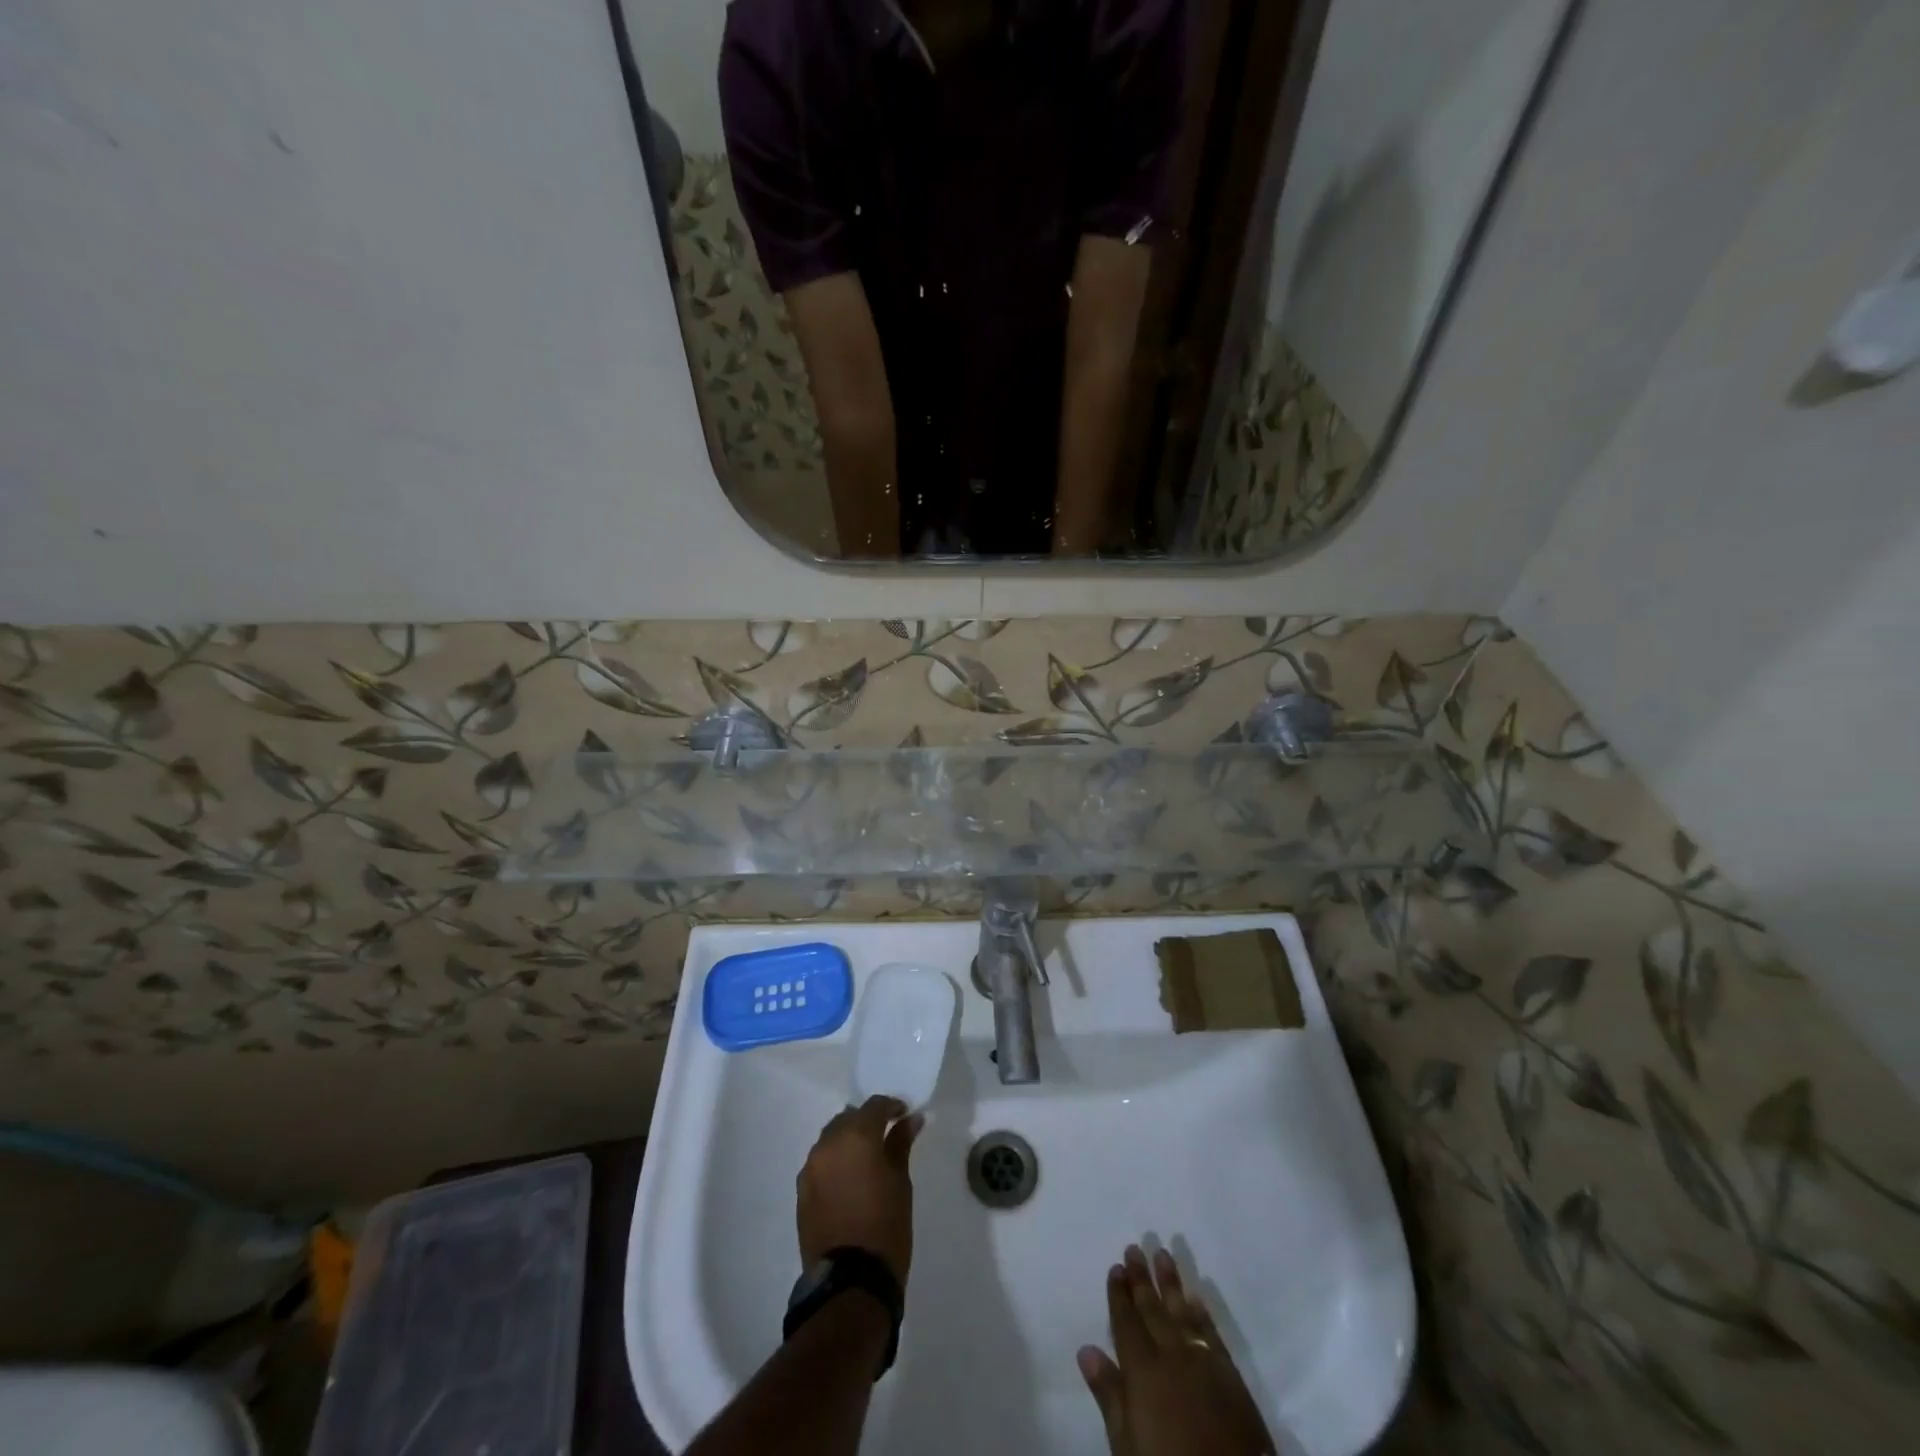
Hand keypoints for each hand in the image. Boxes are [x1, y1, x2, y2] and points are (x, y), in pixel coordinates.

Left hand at [797, 1096, 922, 1288]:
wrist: (851, 1282)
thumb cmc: (886, 1226)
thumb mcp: (901, 1182)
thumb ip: (901, 1144)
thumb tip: (910, 1120)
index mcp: (855, 1137)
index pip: (874, 1106)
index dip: (891, 1107)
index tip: (904, 1116)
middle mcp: (827, 1144)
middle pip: (848, 1118)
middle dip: (867, 1122)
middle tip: (886, 1135)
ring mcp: (810, 1168)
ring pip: (831, 1139)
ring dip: (848, 1141)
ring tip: (866, 1158)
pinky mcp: (801, 1192)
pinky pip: (820, 1163)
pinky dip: (835, 1162)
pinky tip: (849, 1178)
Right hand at [1078, 1245, 1275, 1455]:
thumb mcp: (1128, 1446)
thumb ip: (1109, 1395)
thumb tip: (1086, 1349)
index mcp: (1143, 1371)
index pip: (1126, 1322)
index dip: (1119, 1295)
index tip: (1116, 1266)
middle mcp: (1171, 1356)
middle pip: (1152, 1309)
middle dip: (1141, 1278)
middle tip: (1134, 1247)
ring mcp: (1202, 1362)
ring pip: (1181, 1311)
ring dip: (1170, 1282)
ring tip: (1162, 1253)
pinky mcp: (1229, 1375)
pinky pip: (1210, 1333)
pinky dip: (1201, 1313)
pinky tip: (1196, 1296)